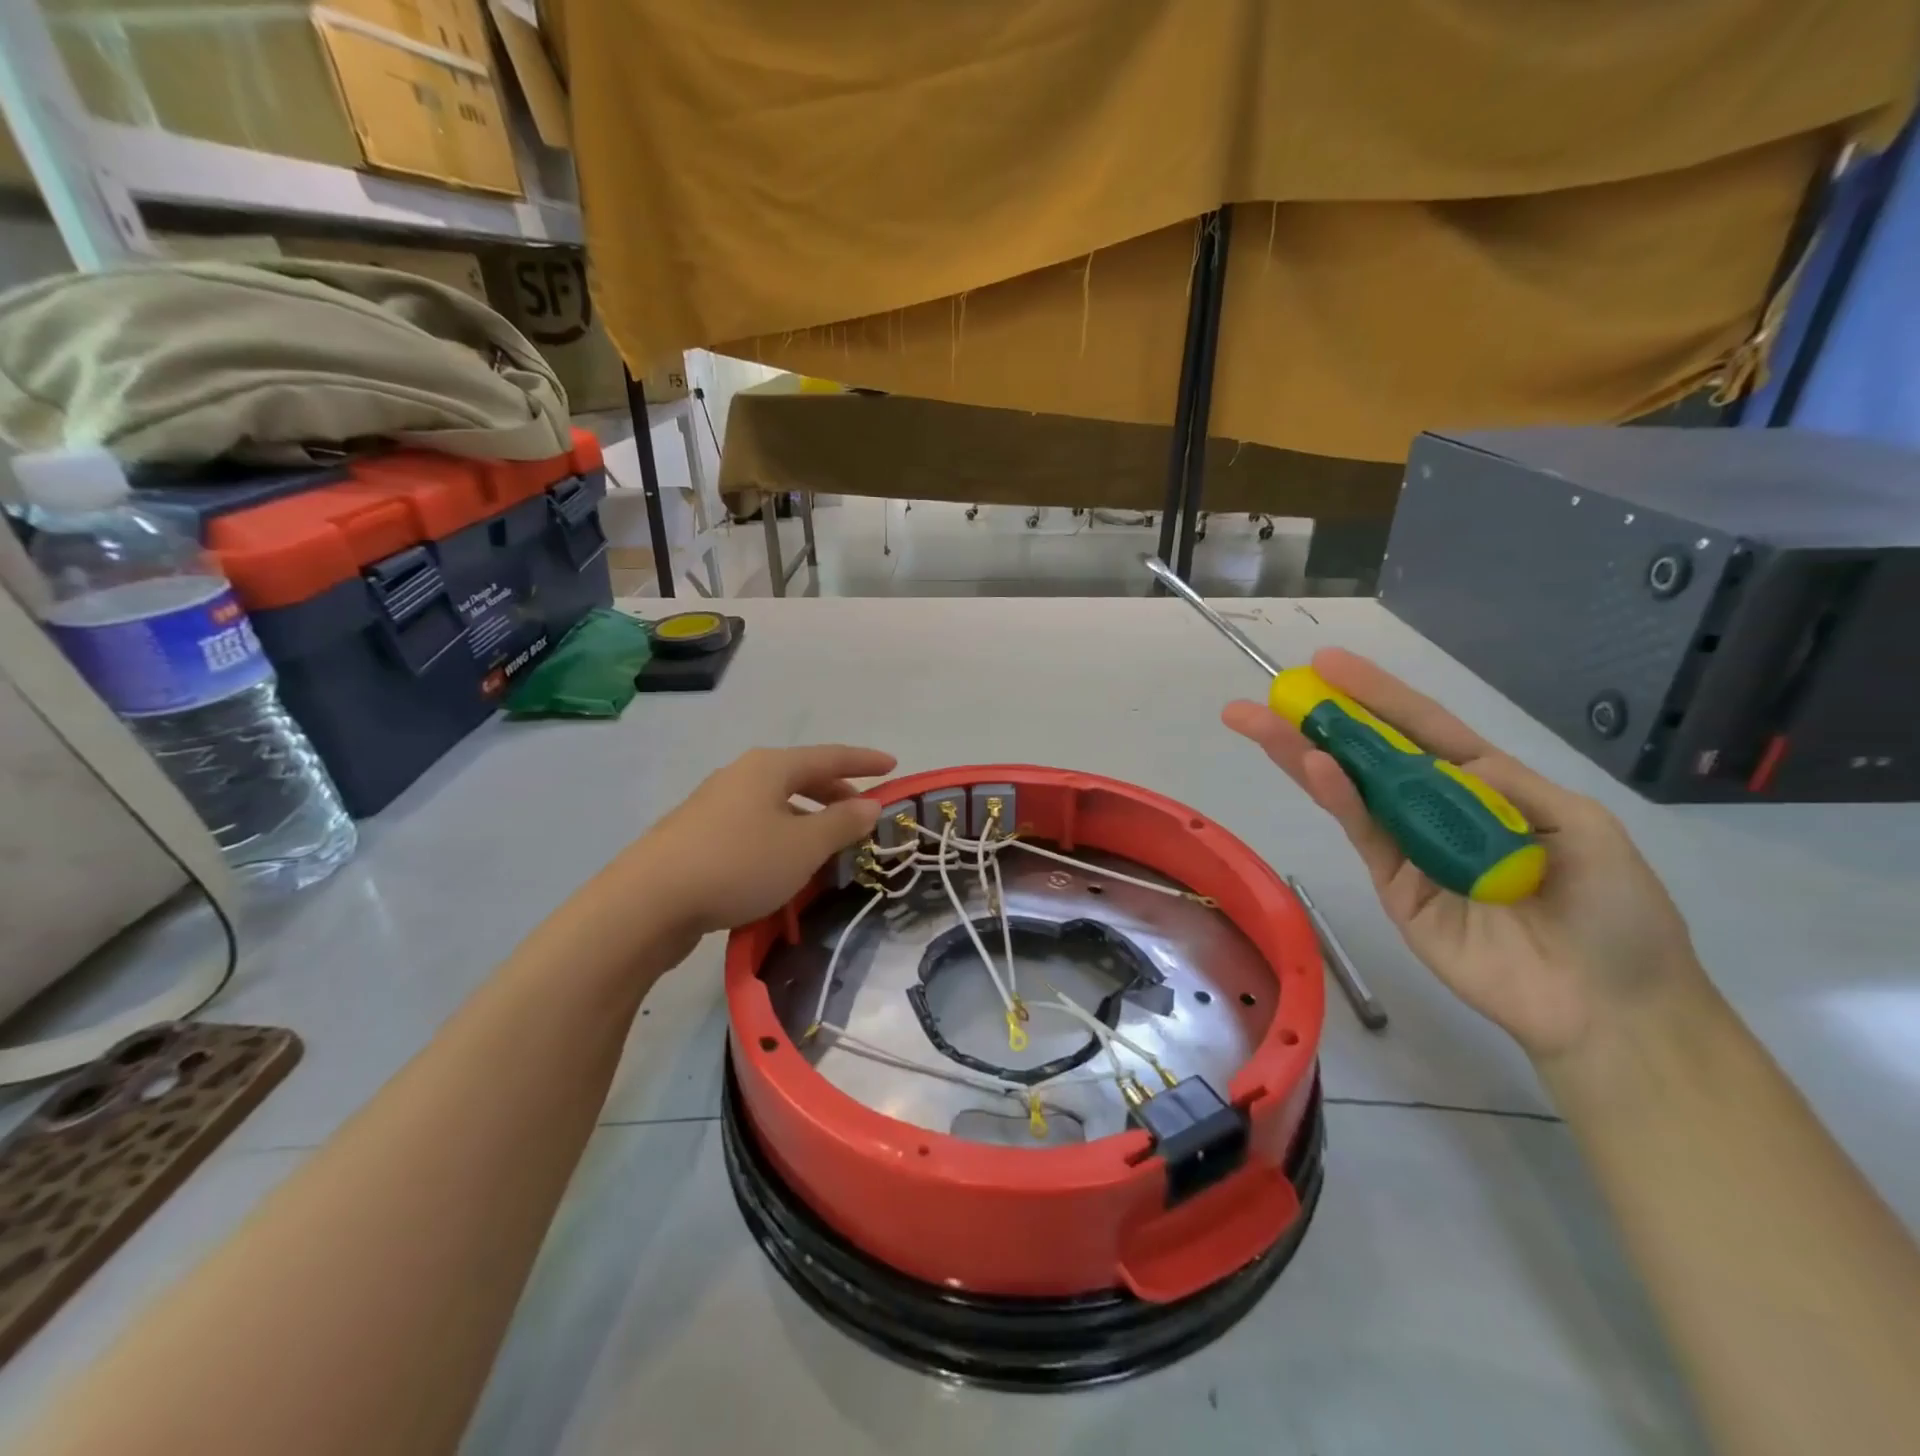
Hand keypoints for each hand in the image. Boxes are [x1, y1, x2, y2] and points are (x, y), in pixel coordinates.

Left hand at [629, 745, 895, 937]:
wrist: (648, 902)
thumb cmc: (739, 863)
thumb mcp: (803, 846)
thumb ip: (842, 823)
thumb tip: (870, 805)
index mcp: (770, 767)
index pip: (830, 756)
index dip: (864, 761)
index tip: (893, 766)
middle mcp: (742, 777)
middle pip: (801, 778)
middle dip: (836, 794)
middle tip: (863, 815)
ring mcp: (715, 806)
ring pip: (777, 805)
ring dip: (808, 821)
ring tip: (829, 848)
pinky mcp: (698, 837)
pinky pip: (755, 827)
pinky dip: (782, 839)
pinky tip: (786, 868)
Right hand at [1223, 649, 1707, 1063]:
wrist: (1608, 1008)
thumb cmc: (1616, 913)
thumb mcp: (1583, 827)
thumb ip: (1508, 785)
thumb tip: (1442, 759)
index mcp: (1487, 786)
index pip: (1423, 728)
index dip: (1376, 693)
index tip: (1328, 663)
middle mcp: (1438, 809)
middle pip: (1372, 753)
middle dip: (1320, 719)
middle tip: (1269, 692)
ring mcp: (1409, 847)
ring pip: (1352, 789)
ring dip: (1306, 753)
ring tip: (1259, 723)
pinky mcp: (1392, 885)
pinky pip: (1364, 833)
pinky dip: (1339, 798)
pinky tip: (1315, 766)